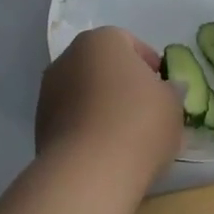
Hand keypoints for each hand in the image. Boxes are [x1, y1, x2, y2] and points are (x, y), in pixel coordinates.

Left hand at [36, 28, 183, 186]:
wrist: (89, 173)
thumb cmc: (139, 123)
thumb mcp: (173, 104)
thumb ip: (171, 91)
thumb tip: (168, 90)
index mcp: (102, 40)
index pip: (130, 43)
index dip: (151, 66)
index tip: (164, 90)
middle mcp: (69, 57)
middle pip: (104, 67)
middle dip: (124, 85)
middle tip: (148, 112)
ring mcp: (49, 92)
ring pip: (86, 94)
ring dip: (104, 107)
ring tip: (127, 137)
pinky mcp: (40, 126)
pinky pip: (73, 119)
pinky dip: (88, 129)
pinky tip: (107, 152)